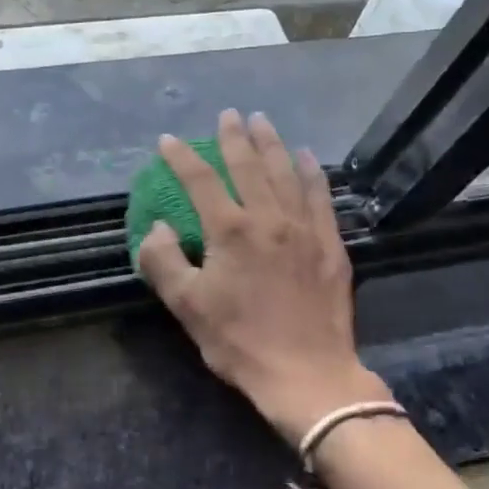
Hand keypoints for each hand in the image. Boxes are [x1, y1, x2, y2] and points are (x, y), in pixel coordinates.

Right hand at [138, 110, 388, 440]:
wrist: (307, 373)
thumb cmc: (239, 341)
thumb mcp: (187, 306)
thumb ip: (164, 261)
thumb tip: (158, 227)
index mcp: (230, 231)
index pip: (199, 181)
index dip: (181, 158)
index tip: (168, 141)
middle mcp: (268, 218)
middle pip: (248, 166)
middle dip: (234, 137)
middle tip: (228, 115)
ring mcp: (304, 228)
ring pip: (286, 173)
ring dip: (272, 144)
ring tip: (262, 121)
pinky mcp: (330, 244)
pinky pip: (321, 196)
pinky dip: (312, 172)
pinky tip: (307, 157)